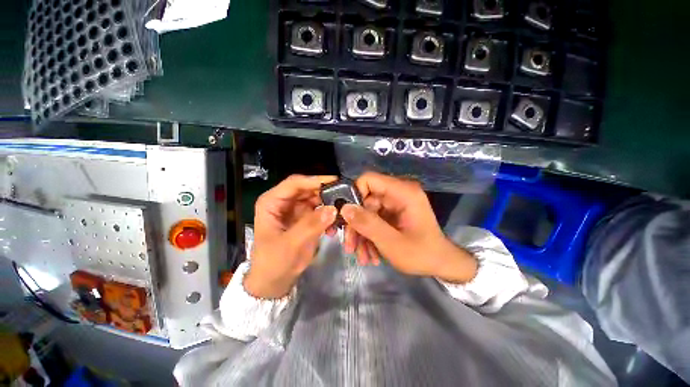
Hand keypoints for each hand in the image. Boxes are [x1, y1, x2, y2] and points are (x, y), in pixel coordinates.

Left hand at [245, 175, 337, 298]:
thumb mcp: (291, 244)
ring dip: (329, 204)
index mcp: (272, 202)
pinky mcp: (303, 218)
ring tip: (342, 212)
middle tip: (345, 196)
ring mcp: (294, 210)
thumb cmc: (274, 263)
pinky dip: (328, 216)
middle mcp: (283, 202)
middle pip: (307, 189)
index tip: (335, 181)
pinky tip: (334, 226)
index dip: (314, 180)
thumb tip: (333, 209)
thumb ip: (311, 225)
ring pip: (315, 199)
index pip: (294, 183)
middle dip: (325, 193)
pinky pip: (319, 211)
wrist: (273, 282)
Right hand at [341, 172, 477, 283]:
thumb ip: (368, 224)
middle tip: (350, 247)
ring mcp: (395, 204)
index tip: (347, 218)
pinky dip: (369, 237)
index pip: (369, 180)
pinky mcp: (392, 214)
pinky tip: (371, 255)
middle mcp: (398, 193)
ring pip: (367, 213)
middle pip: (365, 200)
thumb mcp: (392, 242)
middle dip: (356, 225)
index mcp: (403, 192)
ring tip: (362, 257)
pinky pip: (373, 221)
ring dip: (362, 235)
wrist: (442, 265)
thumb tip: (344, 208)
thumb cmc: (422, 254)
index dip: (354, 195)